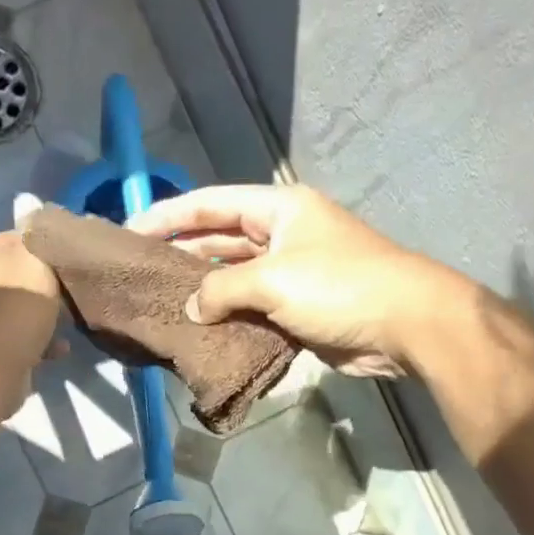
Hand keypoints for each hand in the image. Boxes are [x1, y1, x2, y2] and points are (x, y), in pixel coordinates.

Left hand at [0, 220, 64, 412]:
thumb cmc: (19, 305)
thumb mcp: (35, 260)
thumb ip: (37, 232)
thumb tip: (28, 201)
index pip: (23, 235)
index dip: (50, 240)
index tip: (79, 249)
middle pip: (28, 273)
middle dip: (53, 280)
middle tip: (82, 283)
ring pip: (30, 306)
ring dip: (52, 313)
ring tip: (77, 316)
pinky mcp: (2, 346)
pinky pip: (31, 337)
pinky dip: (47, 340)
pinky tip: (64, 346)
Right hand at [126, 184, 473, 377]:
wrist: (404, 325)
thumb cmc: (339, 286)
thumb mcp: (273, 279)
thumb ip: (221, 289)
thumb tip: (191, 310)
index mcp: (277, 209)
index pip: (210, 204)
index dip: (168, 215)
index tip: (129, 231)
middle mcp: (281, 235)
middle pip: (219, 239)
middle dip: (180, 254)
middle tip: (139, 274)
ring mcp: (290, 273)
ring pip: (233, 278)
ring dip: (202, 291)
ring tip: (160, 304)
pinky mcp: (297, 308)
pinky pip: (251, 308)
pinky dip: (226, 318)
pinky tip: (197, 330)